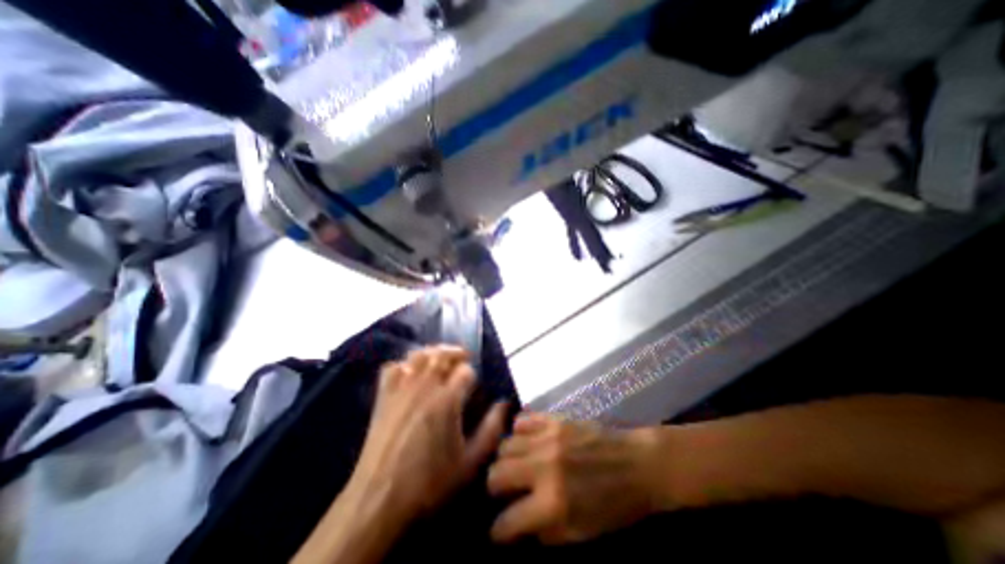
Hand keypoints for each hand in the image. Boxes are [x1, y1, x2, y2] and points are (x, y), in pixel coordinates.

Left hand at [351, 343, 506, 524]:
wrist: (378, 501)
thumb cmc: (429, 483)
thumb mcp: (470, 462)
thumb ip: (491, 430)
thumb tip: (504, 404)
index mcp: (448, 400)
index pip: (465, 370)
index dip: (472, 374)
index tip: (473, 385)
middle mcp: (425, 386)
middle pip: (442, 354)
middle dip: (455, 353)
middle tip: (462, 360)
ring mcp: (401, 389)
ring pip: (419, 355)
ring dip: (432, 353)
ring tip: (440, 361)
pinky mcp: (383, 397)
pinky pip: (393, 367)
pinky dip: (404, 364)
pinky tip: (410, 373)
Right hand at [487, 413, 666, 546]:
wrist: (638, 464)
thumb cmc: (616, 505)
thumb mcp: (584, 532)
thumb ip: (547, 531)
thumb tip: (521, 526)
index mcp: (554, 502)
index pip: (509, 520)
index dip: (498, 531)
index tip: (497, 531)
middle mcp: (544, 466)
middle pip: (497, 473)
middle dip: (494, 488)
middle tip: (503, 491)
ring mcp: (548, 438)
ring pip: (505, 445)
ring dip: (505, 458)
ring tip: (514, 464)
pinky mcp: (555, 419)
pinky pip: (523, 420)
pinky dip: (518, 431)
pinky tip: (525, 439)